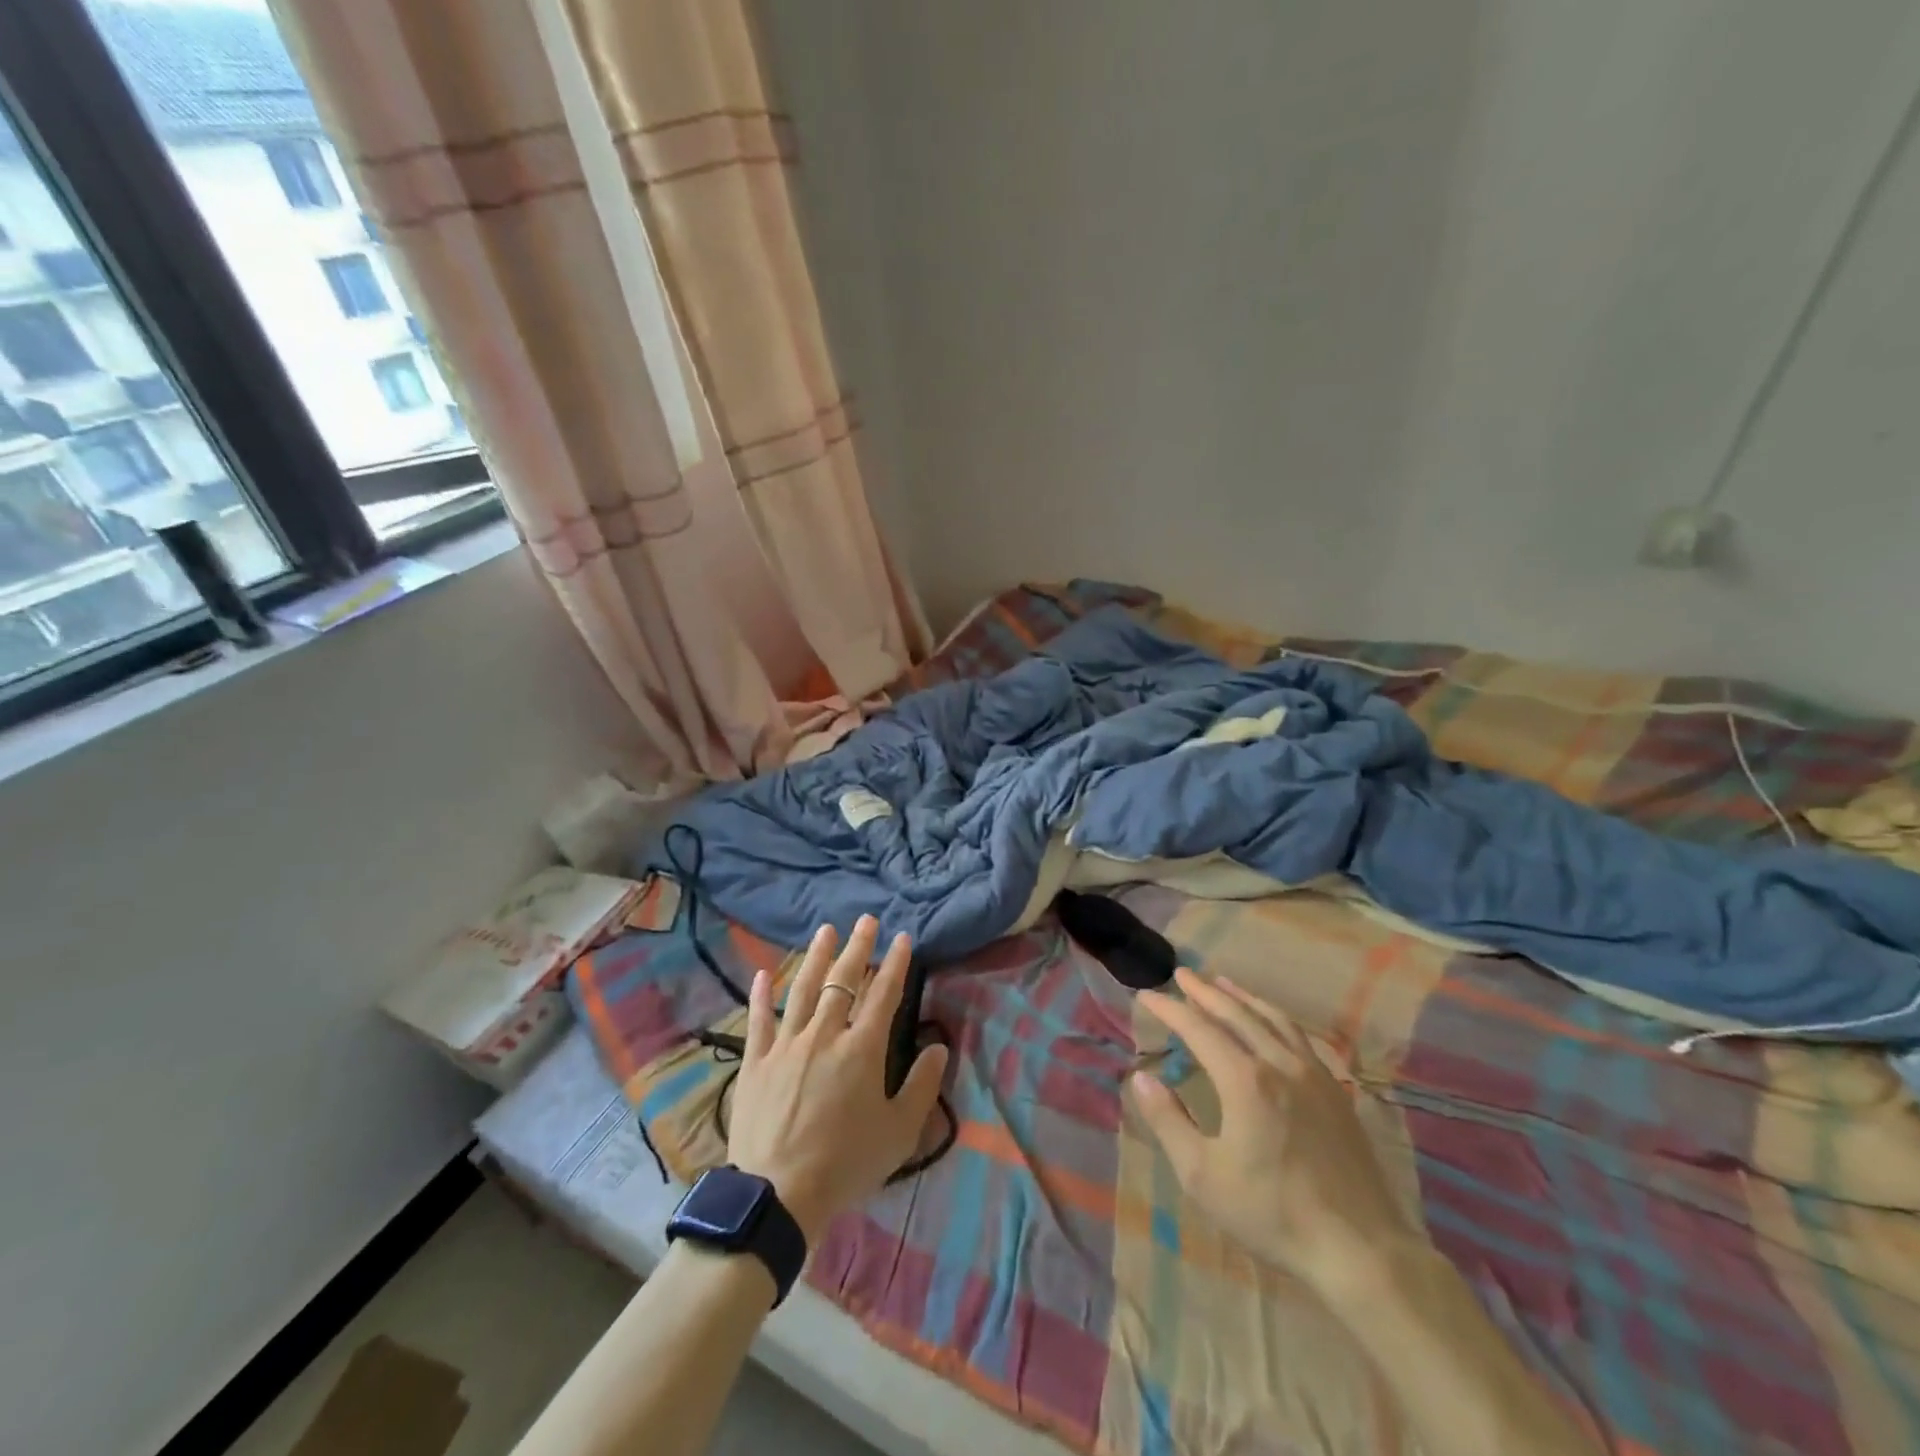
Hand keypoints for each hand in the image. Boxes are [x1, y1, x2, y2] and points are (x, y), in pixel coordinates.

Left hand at [726, 916, 948, 1243]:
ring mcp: (787, 1044)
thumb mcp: (899, 1132)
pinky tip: (765, 973)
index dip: (895, 963)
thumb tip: (938, 1048)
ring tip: (825, 931)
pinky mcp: (756, 1061)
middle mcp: (825, 1034)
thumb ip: (922, 1086)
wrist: (778, 1194)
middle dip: (858, 948)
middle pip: (843, 981)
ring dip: (816, 957)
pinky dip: (762, 995)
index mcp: (862, 1049)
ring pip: (804, 989)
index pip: (884, 994)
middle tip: (866, 920)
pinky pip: (759, 1020)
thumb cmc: (846, 1164)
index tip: (902, 938)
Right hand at [1131, 967, 1412, 1293]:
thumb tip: (1142, 1078)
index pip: (1199, 1029)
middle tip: (1182, 974)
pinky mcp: (1338, 1093)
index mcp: (1245, 1080)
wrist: (1362, 1252)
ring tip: (1223, 983)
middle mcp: (1280, 1064)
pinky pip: (1302, 1038)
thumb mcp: (1203, 1177)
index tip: (1146, 995)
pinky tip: (1275, 1023)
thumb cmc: (1273, 1214)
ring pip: (1274, 1020)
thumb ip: (1169, 1121)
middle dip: (1205, 992)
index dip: (1170, 1009)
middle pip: (1237, 1014)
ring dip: (1243, 998)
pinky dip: (1278, 1019)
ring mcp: (1315, 1076)